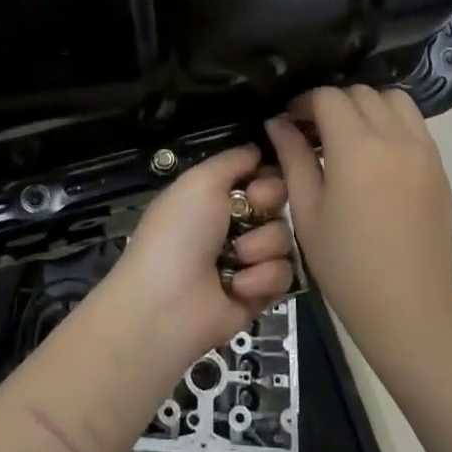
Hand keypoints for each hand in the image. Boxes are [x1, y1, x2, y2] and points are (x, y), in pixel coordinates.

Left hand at [107, 145, 294, 364]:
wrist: (167, 303)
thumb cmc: (179, 233)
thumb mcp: (200, 181)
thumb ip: (232, 161)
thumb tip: (257, 149)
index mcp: (214, 196)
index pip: (260, 176)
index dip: (266, 177)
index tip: (255, 184)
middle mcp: (234, 224)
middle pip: (279, 203)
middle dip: (267, 207)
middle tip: (246, 217)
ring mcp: (248, 259)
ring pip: (284, 238)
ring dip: (260, 247)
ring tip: (234, 260)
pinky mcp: (260, 293)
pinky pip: (284, 274)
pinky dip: (261, 278)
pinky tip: (237, 286)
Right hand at [265, 86, 451, 375]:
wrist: (409, 306)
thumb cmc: (346, 264)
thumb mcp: (307, 210)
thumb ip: (293, 157)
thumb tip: (279, 122)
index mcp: (357, 147)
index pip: (328, 97)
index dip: (304, 102)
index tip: (290, 122)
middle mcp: (395, 137)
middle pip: (361, 93)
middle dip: (333, 103)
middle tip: (314, 131)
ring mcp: (424, 150)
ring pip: (393, 100)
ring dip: (367, 106)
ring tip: (348, 137)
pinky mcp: (439, 166)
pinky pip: (414, 124)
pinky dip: (391, 122)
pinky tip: (375, 155)